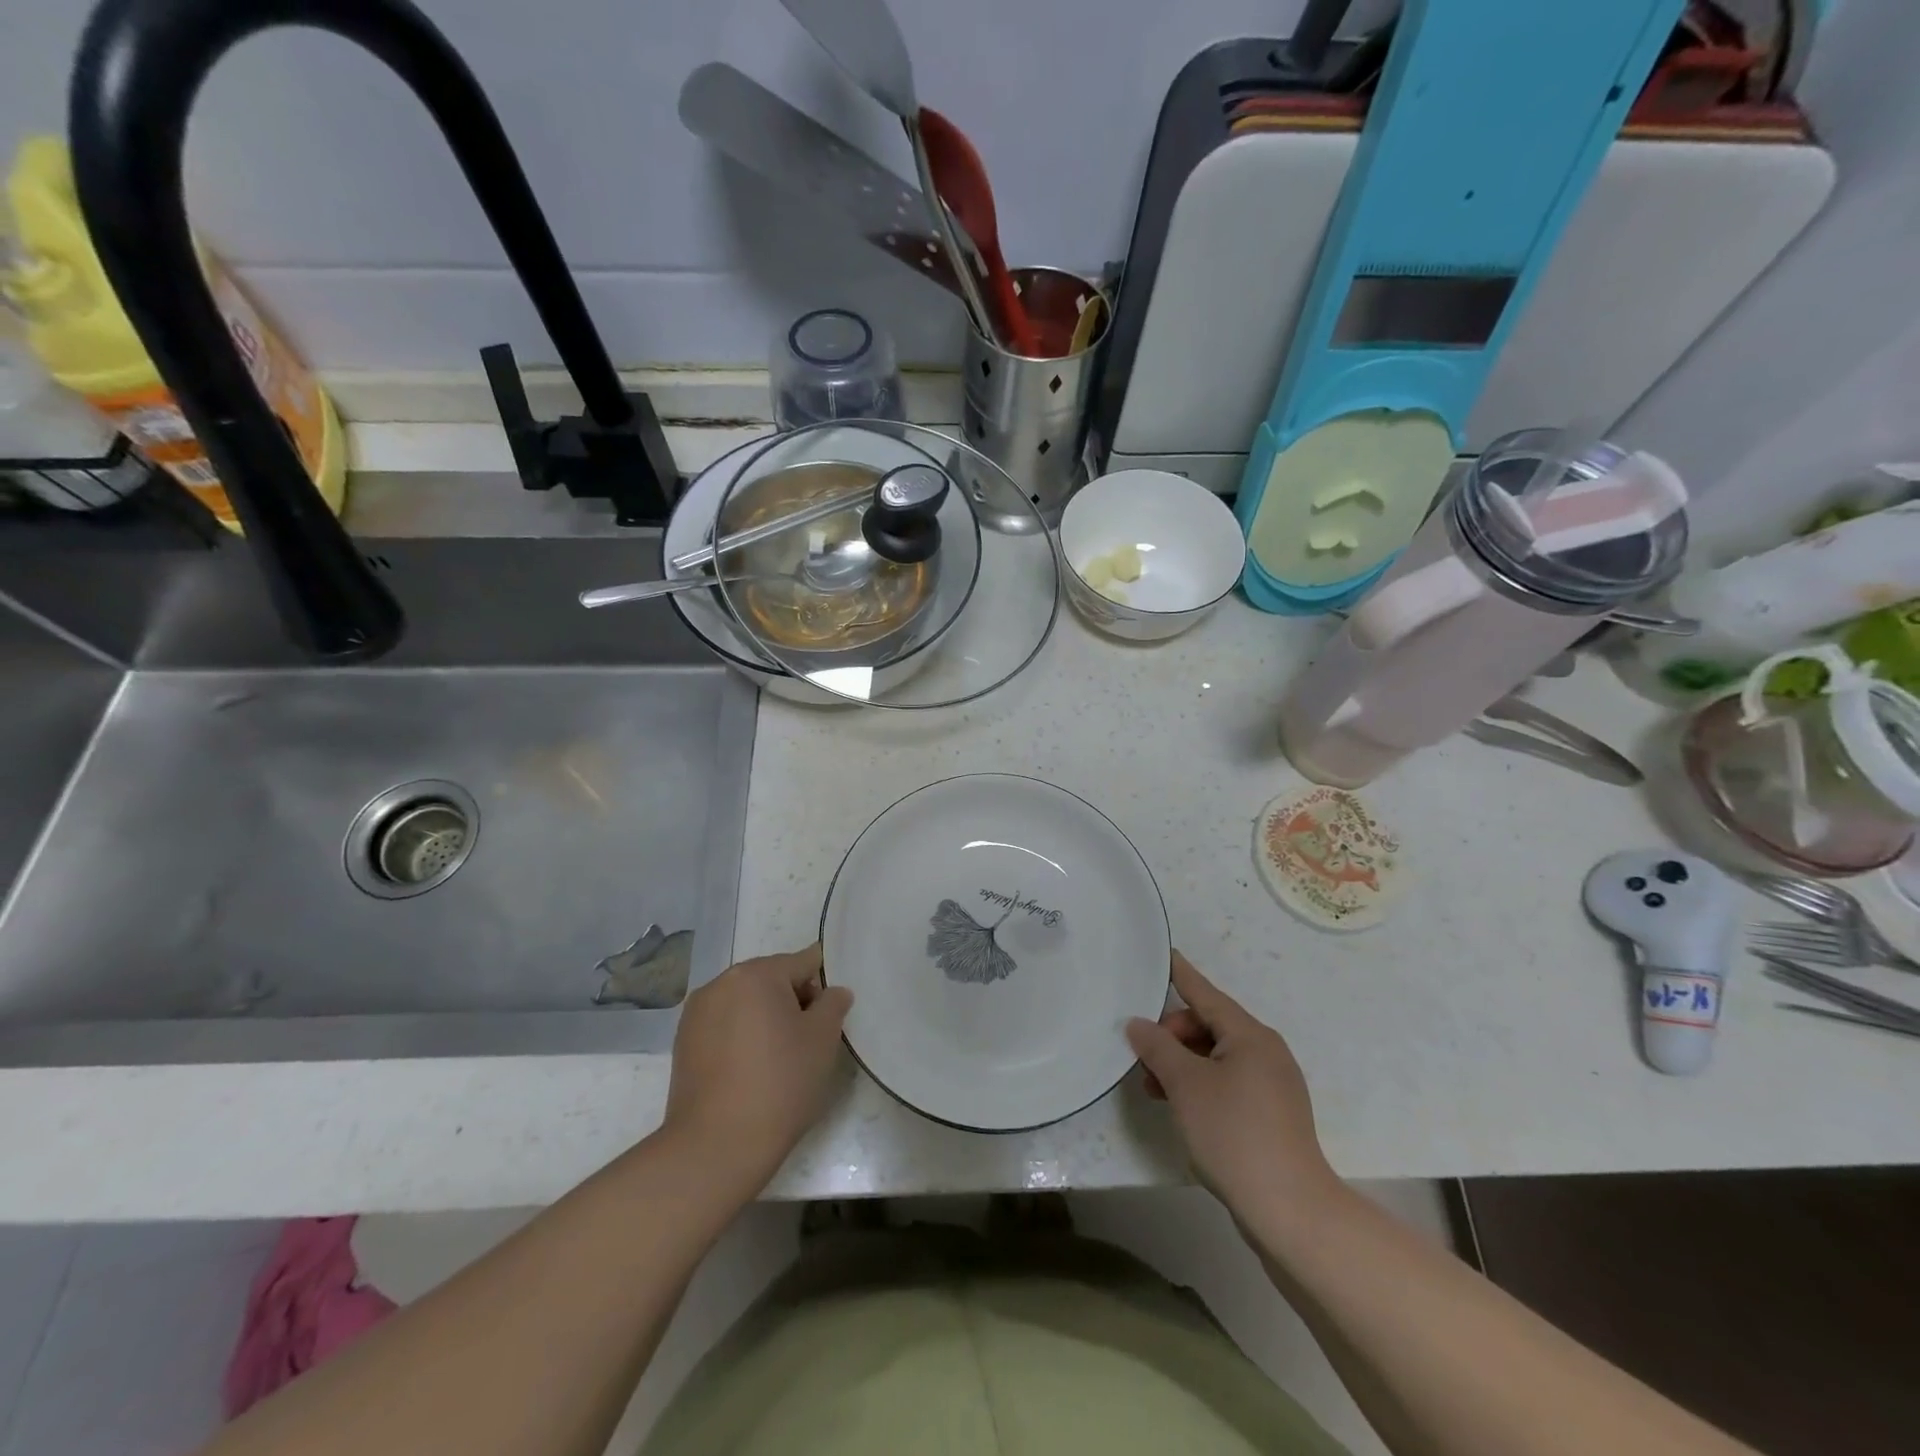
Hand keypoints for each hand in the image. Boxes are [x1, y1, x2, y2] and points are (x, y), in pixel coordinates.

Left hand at [661, 944, 852, 1197]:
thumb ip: (833, 1004)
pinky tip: (751, 1072)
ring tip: (779, 1061)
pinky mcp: (683, 1044)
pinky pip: (724, 1026)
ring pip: (746, 1003)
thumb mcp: (823, 1040)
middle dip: (793, 1002)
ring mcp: (696, 1014)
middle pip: (771, 980)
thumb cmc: (779, 1083)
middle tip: (808, 1044)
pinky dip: (741, 1038)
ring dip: (766, 1020)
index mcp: (756, 974)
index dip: (823, 988)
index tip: (829, 1020)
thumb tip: (833, 992)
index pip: (804, 962)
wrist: (716, 1147)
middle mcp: (720, 983)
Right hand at [1126, 952, 1340, 1222]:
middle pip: (1208, 1025)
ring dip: (1182, 1064)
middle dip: (1172, 1036)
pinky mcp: (1271, 1114)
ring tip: (1153, 1089)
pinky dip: (1200, 1085)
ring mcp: (1272, 1084)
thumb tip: (1139, 1024)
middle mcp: (1265, 1051)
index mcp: (1250, 1035)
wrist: (1290, 1210)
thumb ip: (1158, 1048)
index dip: (1180, 974)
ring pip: (1216, 1056)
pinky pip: (1227, 1081)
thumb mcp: (1185, 1085)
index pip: (1205, 993)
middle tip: (1143, 1061)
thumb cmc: (1234, 1134)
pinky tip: (1180, 1107)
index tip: (1164, 952)